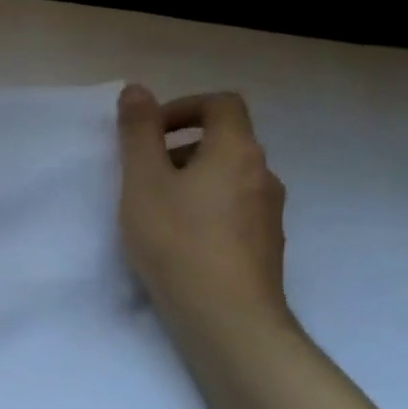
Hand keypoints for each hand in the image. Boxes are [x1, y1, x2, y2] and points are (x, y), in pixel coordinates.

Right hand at [116, 85, 292, 344]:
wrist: (227, 318)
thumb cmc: (177, 240)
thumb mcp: (143, 180)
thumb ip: (138, 132)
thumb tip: (138, 90)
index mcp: (237, 151)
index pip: (221, 104)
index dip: (182, 107)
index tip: (148, 133)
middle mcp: (262, 174)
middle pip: (224, 140)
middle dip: (178, 147)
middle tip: (141, 175)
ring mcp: (269, 213)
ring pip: (227, 177)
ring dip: (190, 179)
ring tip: (154, 210)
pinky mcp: (265, 245)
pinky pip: (233, 208)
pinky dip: (205, 208)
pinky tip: (178, 240)